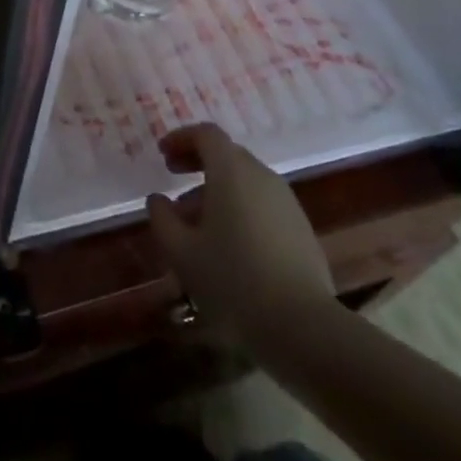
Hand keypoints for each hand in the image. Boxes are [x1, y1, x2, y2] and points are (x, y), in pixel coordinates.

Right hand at [146, 124, 335, 344]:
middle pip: (227, 154)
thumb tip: (157, 199)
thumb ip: (162, 218)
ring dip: (217, 188)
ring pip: (245, 180)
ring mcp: (286, 202)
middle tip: (173, 178)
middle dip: (197, 161)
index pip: (206, 134)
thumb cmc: (232, 280)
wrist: (302, 326)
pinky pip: (262, 202)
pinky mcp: (301, 228)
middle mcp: (262, 176)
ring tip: (195, 220)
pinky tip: (228, 242)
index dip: (181, 138)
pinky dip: (239, 206)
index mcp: (231, 172)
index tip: (162, 154)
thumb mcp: (181, 252)